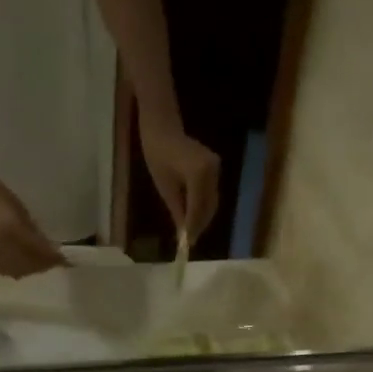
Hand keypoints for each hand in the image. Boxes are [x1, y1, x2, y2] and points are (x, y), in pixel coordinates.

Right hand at [0, 159, 66, 278]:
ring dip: (31, 269)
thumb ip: (33, 230)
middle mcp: (1, 248)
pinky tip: (23, 262)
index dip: (54, 258)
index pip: (39, 252)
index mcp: (11, 231)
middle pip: (29, 266)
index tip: (66, 259)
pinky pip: (4, 270)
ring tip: (40, 262)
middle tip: (55, 261)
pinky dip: (17, 269)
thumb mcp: (18, 208)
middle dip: (44, 265)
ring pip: (18, 271)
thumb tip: (48, 247)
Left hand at [139, 120, 219, 241]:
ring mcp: (216, 169)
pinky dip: (204, 207)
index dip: (193, 228)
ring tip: (192, 232)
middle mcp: (212, 171)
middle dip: (200, 225)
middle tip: (190, 242)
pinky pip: (211, 194)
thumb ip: (177, 210)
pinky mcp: (215, 168)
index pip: (197, 208)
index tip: (188, 245)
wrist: (162, 126)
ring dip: (203, 218)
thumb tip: (184, 233)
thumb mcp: (165, 187)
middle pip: (209, 207)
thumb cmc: (157, 153)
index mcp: (198, 174)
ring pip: (212, 202)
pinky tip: (195, 217)